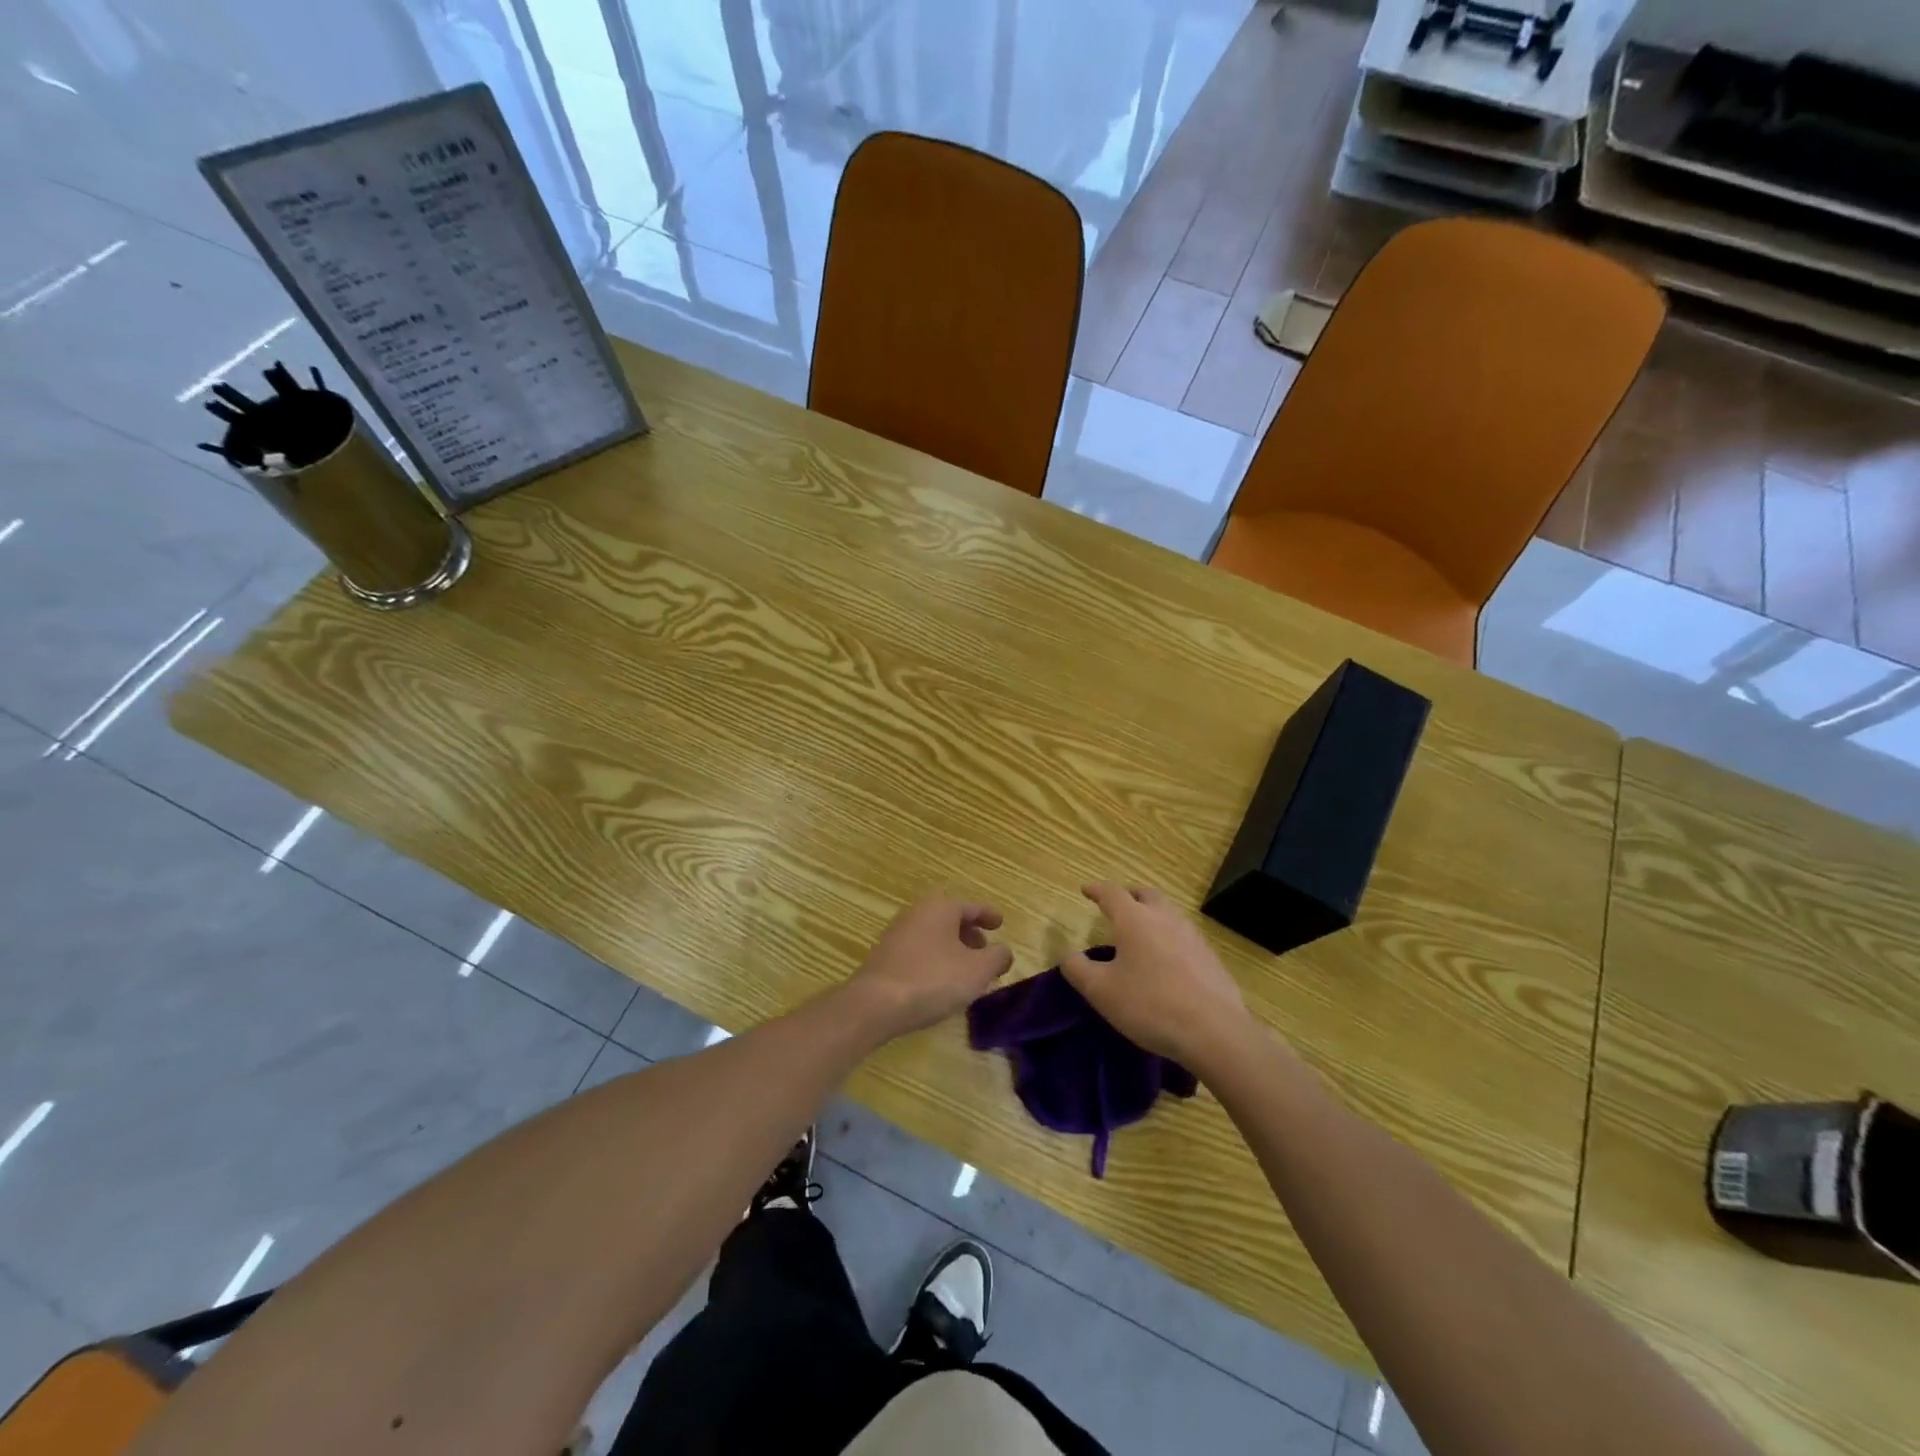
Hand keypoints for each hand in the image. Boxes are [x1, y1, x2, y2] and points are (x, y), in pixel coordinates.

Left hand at [845, 895, 1014, 1039]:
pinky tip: (942, 983)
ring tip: (968, 972)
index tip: (1001, 924)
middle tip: (986, 952)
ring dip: (954, 950)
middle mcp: (918, 912)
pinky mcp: (886, 956)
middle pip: (952, 920)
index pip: (972, 907)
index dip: (989, 915)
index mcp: (941, 907)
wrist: (875, 1004)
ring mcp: (898, 934)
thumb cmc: (933, 979)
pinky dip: (937, 960)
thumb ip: (997, 957)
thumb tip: (1003, 952)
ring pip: (936, 936)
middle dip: (971, 935)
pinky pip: (921, 951)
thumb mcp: (977, 970)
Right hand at [1062, 883, 1254, 1071]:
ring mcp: (1192, 935)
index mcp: (1134, 919)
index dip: (1096, 890)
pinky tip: (1168, 959)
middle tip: (1117, 906)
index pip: (1111, 893)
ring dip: (1152, 914)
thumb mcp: (1101, 991)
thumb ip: (1077, 969)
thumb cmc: (1150, 1005)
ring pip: (1168, 912)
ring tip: (1142, 932)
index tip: (1086, 890)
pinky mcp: (1211, 956)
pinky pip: (1185, 935)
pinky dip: (1170, 937)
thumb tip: (1068, 955)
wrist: (1214, 1031)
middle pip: (1145, 895)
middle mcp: (1165, 918)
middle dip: (1128, 896)